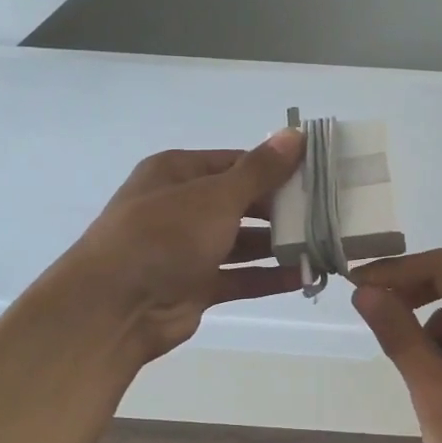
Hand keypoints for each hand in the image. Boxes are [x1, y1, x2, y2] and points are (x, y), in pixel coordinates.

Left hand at [59, 131, 304, 363]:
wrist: (114, 308)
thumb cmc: (164, 235)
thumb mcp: (216, 196)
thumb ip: (260, 170)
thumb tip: (295, 134)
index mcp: (177, 172)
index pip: (235, 162)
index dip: (274, 166)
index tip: (316, 173)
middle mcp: (181, 206)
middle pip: (240, 202)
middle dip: (280, 208)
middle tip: (327, 211)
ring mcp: (187, 248)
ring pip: (241, 241)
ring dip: (277, 244)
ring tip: (323, 243)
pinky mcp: (195, 285)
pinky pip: (238, 276)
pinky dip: (267, 276)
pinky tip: (302, 276)